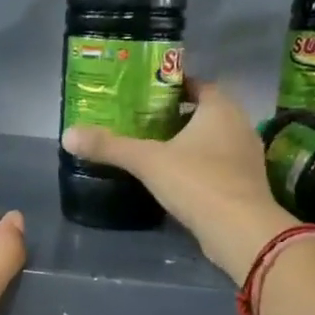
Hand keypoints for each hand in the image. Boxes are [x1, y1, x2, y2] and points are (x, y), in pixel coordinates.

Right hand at [62, 80, 294, 280]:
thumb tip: (68, 135)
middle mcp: (240, 124)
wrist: (241, 231)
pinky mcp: (246, 184)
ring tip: (155, 150)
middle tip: (142, 122)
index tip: (145, 95)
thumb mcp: (147, 161)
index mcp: (221, 107)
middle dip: (176, 115)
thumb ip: (110, 147)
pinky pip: (218, 165)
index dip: (172, 86)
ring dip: (188, 143)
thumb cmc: (197, 182)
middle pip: (205, 112)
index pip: (197, 83)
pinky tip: (176, 179)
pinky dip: (198, 166)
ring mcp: (247, 156)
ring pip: (213, 140)